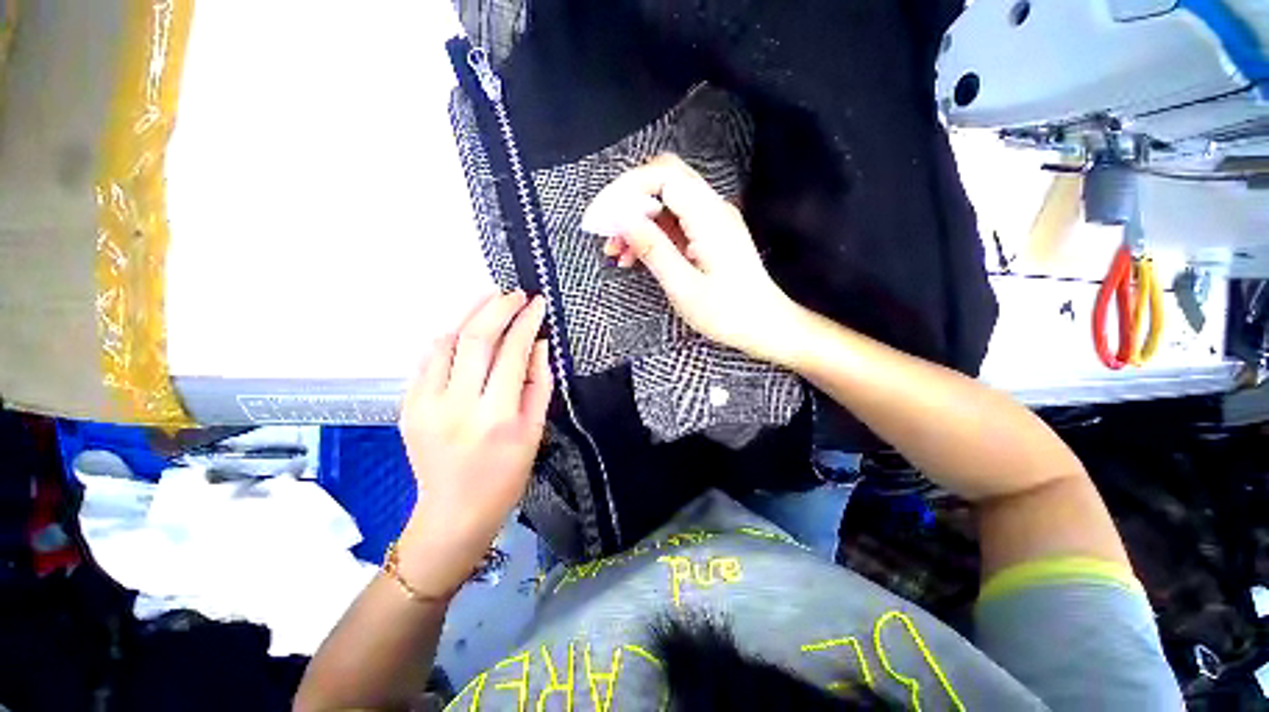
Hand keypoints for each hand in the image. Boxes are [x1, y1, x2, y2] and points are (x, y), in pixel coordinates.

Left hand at [396, 291, 552, 593]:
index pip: (512, 354)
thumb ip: (539, 384)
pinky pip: (429, 360)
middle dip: (497, 308)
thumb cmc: (505, 476)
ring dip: (470, 315)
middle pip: (475, 339)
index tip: (537, 304)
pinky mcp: (407, 407)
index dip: (526, 323)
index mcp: (497, 417)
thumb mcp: (534, 432)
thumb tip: (539, 344)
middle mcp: (458, 407)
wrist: (453, 512)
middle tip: (514, 293)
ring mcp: (425, 405)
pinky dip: (450, 339)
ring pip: (446, 342)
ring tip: (491, 301)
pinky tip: (466, 332)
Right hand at [582, 154, 804, 364]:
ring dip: (636, 221)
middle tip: (605, 232)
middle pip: (663, 181)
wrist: (766, 326)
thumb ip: (654, 249)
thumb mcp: (685, 287)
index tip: (602, 218)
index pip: (662, 176)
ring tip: (615, 252)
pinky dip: (651, 235)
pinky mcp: (709, 236)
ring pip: (665, 203)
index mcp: (708, 217)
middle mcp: (712, 209)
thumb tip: (621, 219)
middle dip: (628, 202)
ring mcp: (712, 221)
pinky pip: (674, 223)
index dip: (626, 189)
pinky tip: (634, 258)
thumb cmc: (728, 314)